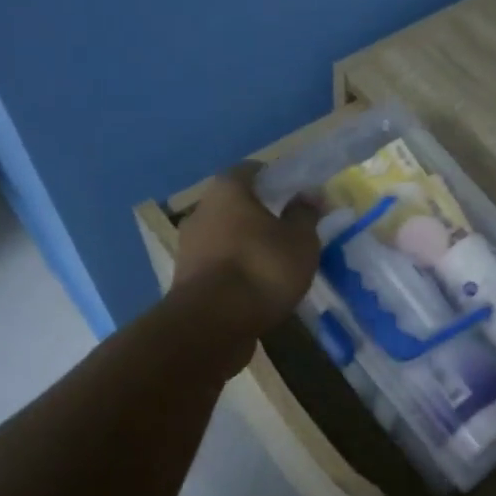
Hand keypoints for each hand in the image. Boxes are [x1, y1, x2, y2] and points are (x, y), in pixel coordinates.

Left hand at [173, 163, 320, 334]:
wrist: (211, 325)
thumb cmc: (262, 269)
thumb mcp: (300, 241)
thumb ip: (305, 214)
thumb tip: (309, 194)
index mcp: (228, 190)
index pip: (252, 170)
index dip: (276, 179)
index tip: (296, 194)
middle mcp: (201, 210)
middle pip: (236, 203)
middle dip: (261, 214)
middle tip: (290, 229)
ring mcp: (189, 246)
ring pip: (225, 235)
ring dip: (247, 244)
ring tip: (276, 263)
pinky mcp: (186, 278)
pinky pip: (218, 264)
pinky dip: (236, 269)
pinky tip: (256, 287)